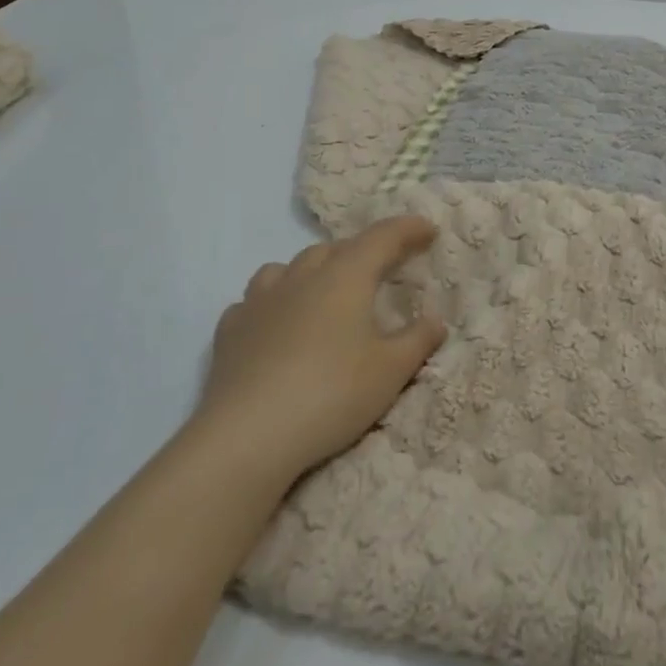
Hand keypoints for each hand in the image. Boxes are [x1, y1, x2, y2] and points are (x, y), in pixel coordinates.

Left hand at [200, 215, 445, 487]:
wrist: (247, 436)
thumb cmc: (331, 394)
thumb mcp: (390, 371)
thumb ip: (417, 340)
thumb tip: (435, 320)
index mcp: (345, 277)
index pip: (382, 238)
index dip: (407, 229)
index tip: (428, 229)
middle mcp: (302, 277)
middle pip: (335, 249)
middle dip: (361, 252)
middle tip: (381, 270)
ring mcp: (260, 301)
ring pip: (288, 267)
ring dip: (312, 271)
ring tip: (324, 291)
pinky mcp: (230, 330)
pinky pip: (255, 300)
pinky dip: (273, 303)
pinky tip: (276, 324)